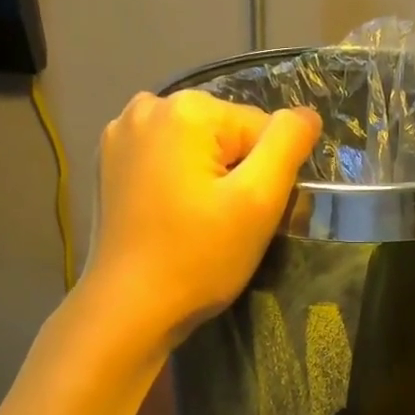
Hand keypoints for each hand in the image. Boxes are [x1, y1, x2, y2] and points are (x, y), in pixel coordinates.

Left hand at [85, 90, 320, 345]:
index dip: (265, 177)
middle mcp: (148, 107)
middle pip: (225, 134)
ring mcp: (120, 134)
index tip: (247, 218)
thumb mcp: (258, 201)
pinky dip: (175, 182)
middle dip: (234, 174)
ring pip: (195, 148)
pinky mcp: (108, 163)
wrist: (130, 308)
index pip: (261, 130)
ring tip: (197, 223)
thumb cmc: (199, 258)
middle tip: (224, 225)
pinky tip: (170, 217)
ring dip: (206, 178)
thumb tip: (306, 114)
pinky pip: (164, 160)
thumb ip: (288, 144)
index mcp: (187, 108)